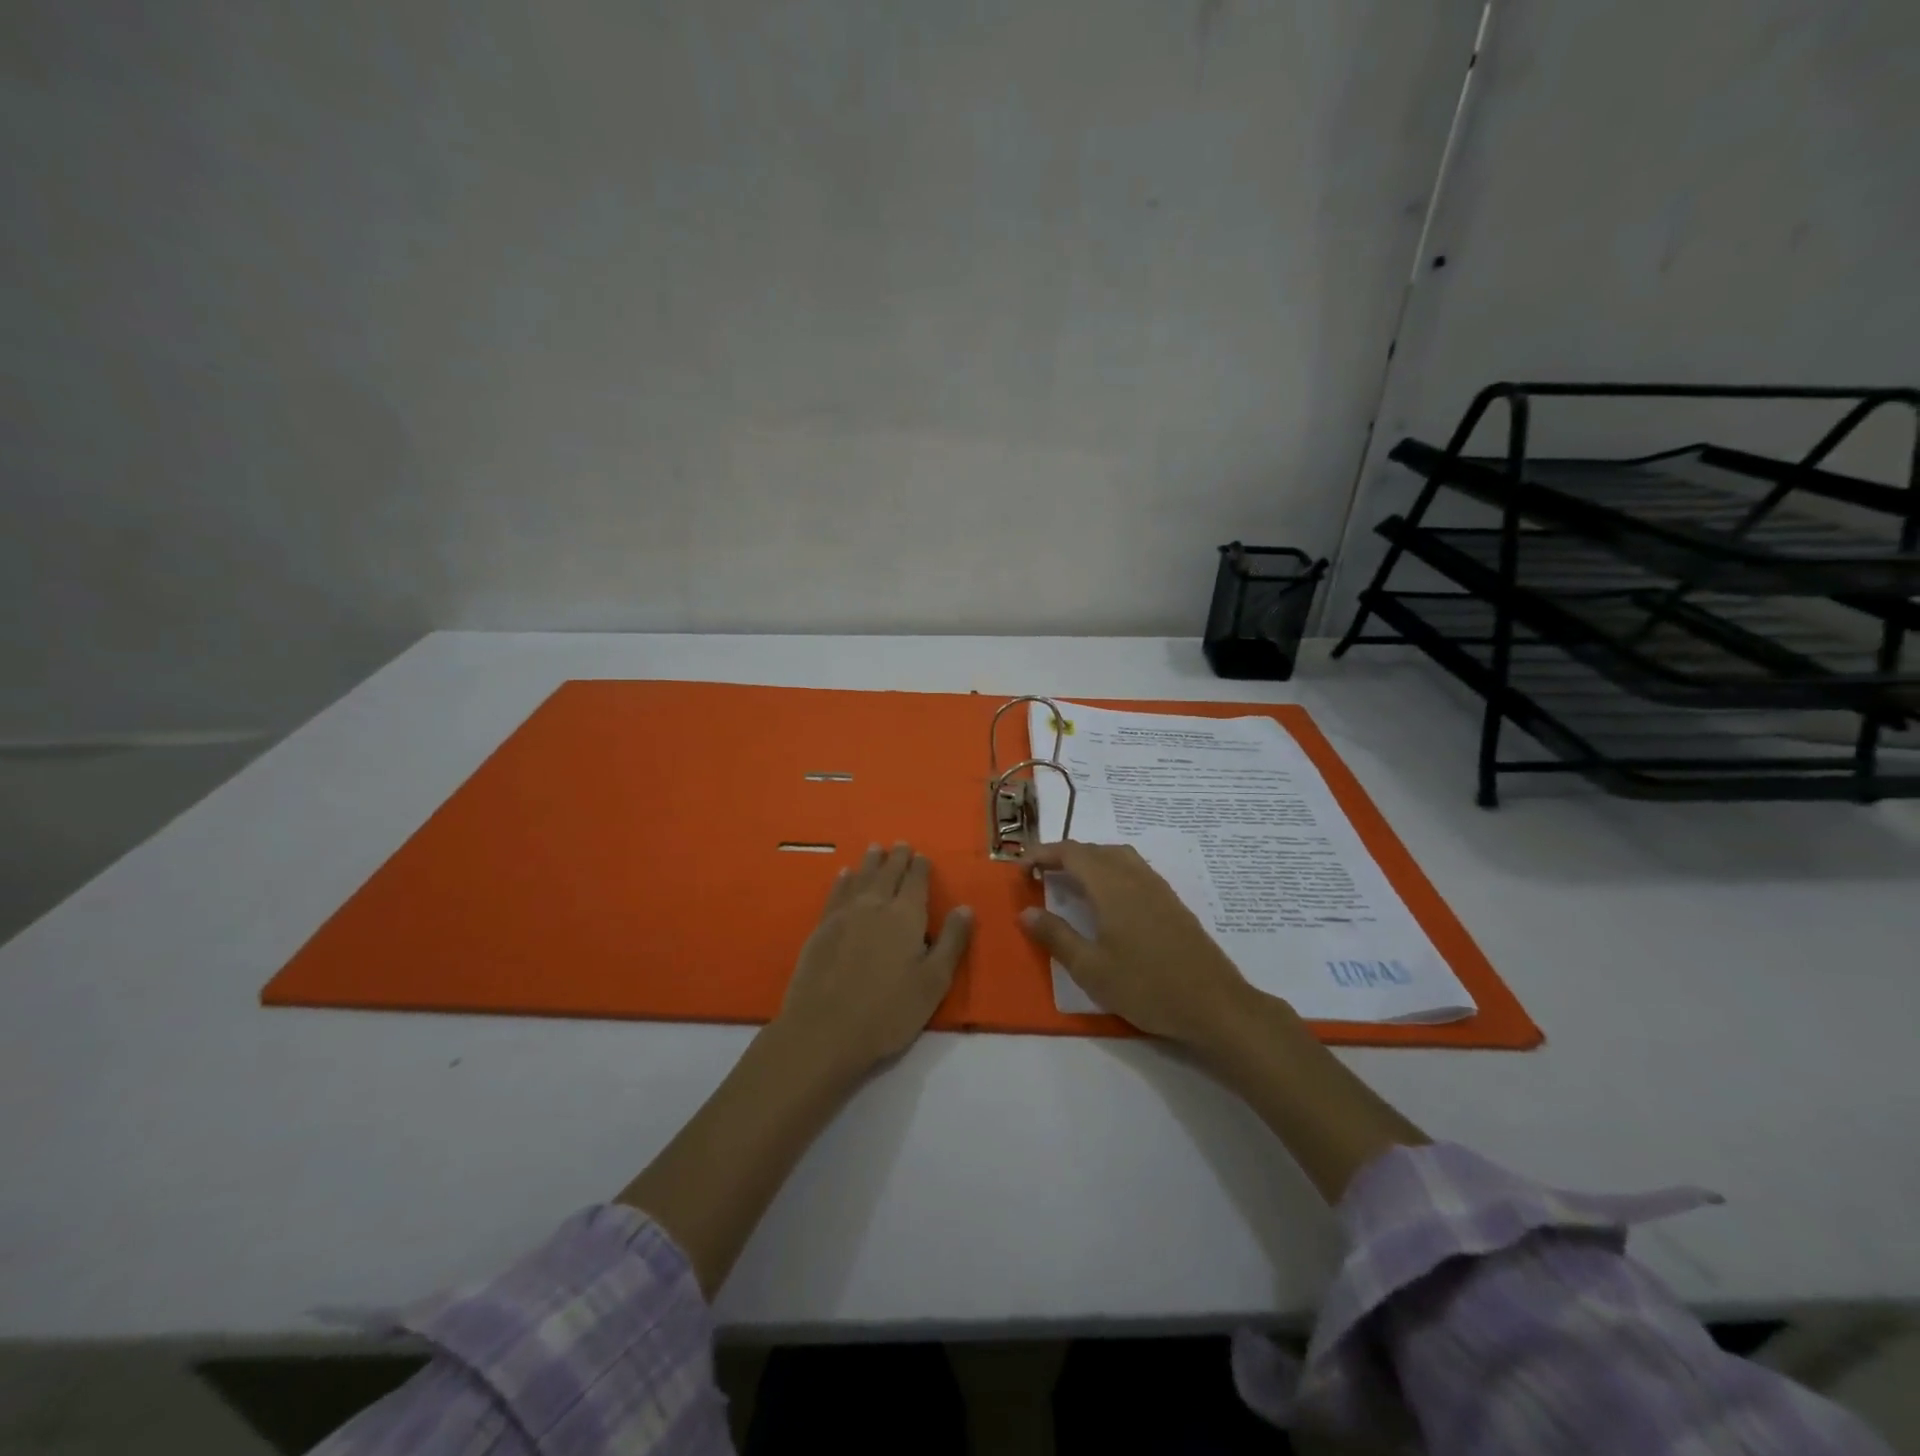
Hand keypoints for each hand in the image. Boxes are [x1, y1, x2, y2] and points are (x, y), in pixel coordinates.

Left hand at [772, 842, 972, 1081]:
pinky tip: (844, 875)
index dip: (920, 867)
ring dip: (870, 862)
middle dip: (896, 858)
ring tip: (875, 848)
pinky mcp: (822, 928)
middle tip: (900, 844)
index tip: (922, 855)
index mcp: (906, 916)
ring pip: (861, 878)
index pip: (916, 882)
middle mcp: (875, 906)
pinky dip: (843, 880)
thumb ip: (952, 942)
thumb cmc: (888, 1011)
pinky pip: (836, 893)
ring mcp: (845, 915)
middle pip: (888, 874)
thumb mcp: (933, 982)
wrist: (825, 1029)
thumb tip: (965, 907)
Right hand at [1018, 841, 1255, 1047]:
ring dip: (1089, 860)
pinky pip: (1134, 869)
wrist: (1214, 1004)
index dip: (1043, 854)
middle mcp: (1135, 877)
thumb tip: (1027, 912)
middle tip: (1040, 876)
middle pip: (1094, 850)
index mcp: (1112, 887)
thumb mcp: (1091, 969)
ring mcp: (1157, 888)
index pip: (1071, 853)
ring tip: (1071, 882)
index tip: (1021, 868)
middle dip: (1063, 856)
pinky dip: (1111, 870)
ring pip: (1117, 856)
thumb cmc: (1146, 987)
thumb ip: (1056, 936)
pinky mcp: (1172, 902)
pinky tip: (1108, 900)